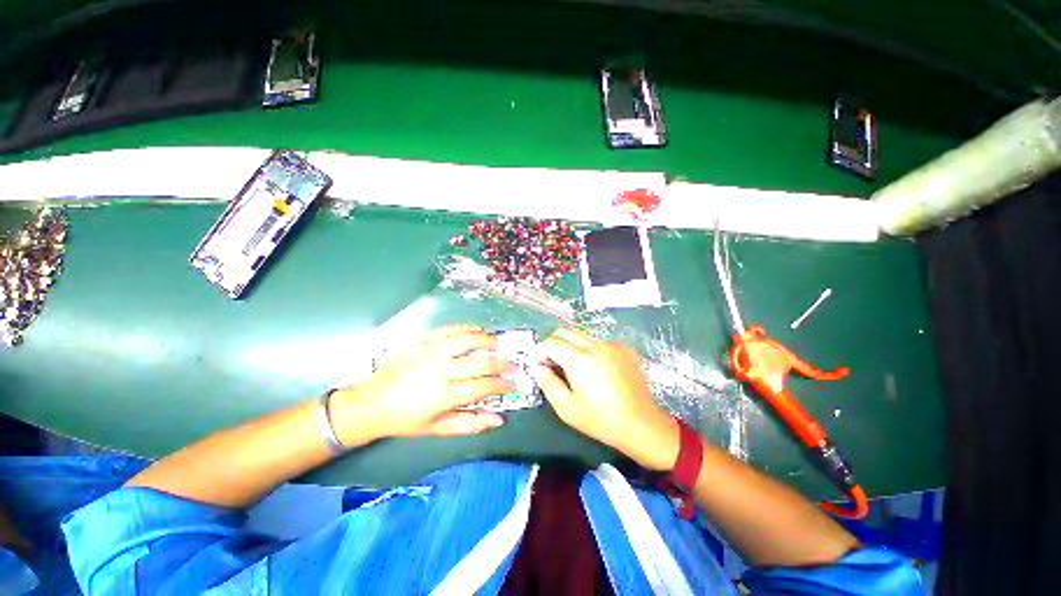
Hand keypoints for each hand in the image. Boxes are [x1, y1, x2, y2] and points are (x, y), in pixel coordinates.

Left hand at [331, 326, 515, 442]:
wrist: (371, 402)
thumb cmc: (406, 420)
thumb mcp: (437, 429)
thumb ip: (470, 424)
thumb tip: (499, 419)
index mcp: (444, 395)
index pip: (483, 387)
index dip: (502, 385)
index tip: (514, 383)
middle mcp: (441, 370)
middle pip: (480, 363)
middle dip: (501, 364)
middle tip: (512, 364)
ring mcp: (430, 352)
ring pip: (467, 340)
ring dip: (487, 341)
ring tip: (498, 343)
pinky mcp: (422, 340)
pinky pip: (449, 330)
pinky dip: (467, 329)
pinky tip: (477, 330)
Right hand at [532, 328, 678, 470]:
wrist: (642, 425)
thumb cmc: (601, 420)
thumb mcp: (567, 408)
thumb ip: (548, 383)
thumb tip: (538, 367)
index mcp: (580, 359)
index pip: (551, 342)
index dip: (539, 351)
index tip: (536, 365)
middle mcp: (596, 345)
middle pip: (565, 332)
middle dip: (552, 344)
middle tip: (551, 364)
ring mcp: (612, 345)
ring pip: (582, 337)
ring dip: (571, 347)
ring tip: (573, 369)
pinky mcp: (624, 349)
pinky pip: (599, 343)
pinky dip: (589, 351)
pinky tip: (596, 371)